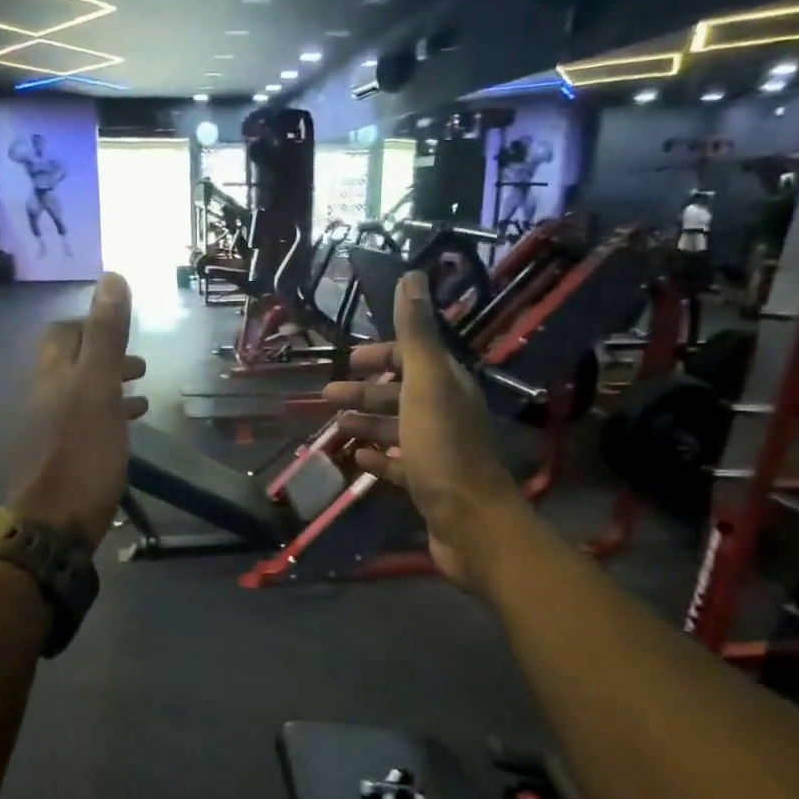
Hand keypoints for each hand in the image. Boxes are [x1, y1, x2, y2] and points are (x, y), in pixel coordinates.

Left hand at [10, 273, 148, 548]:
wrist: (53, 524)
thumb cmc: (81, 454)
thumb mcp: (99, 389)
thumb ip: (106, 336)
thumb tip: (112, 277)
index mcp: (51, 374)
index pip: (62, 333)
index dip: (89, 326)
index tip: (120, 330)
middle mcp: (43, 396)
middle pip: (70, 365)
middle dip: (104, 358)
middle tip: (139, 365)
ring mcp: (48, 429)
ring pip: (80, 396)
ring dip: (109, 388)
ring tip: (142, 394)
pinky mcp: (59, 458)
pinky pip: (83, 425)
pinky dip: (106, 417)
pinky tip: (126, 430)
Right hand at [322, 271, 525, 589]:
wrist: (471, 522)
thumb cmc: (443, 449)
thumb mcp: (426, 384)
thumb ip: (416, 333)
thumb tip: (413, 276)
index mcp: (447, 385)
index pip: (415, 357)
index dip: (383, 354)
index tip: (350, 359)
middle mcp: (446, 413)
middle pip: (402, 393)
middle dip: (365, 391)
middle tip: (327, 396)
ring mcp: (438, 451)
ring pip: (397, 428)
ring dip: (367, 423)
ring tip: (334, 427)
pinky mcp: (429, 484)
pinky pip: (399, 464)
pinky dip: (378, 458)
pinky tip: (357, 459)